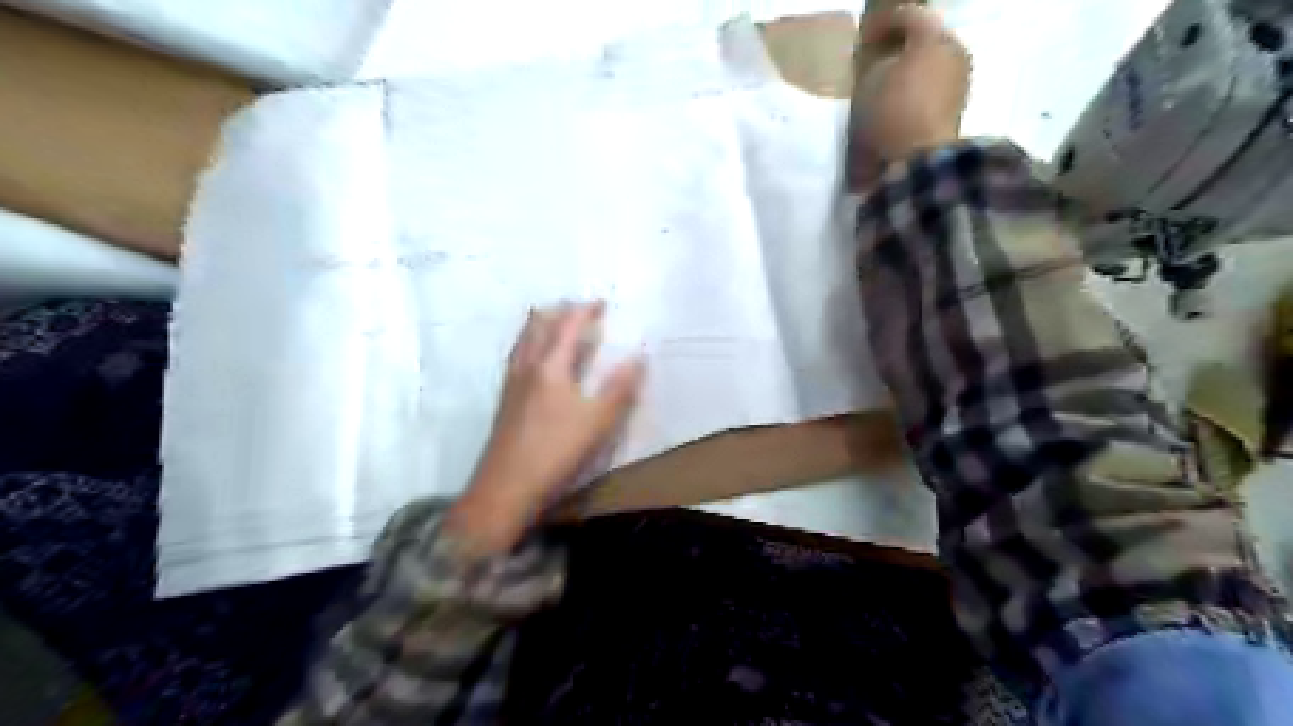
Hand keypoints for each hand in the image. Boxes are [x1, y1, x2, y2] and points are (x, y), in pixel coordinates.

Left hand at [447, 301, 643, 554]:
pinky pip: (515, 359)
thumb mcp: (599, 422)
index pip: (567, 327)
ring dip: (537, 325)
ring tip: (547, 320)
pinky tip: (529, 361)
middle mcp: (527, 368)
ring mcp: (511, 385)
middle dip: (557, 312)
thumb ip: (620, 388)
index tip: (600, 302)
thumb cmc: (556, 452)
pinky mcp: (504, 403)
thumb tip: (639, 356)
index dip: (584, 311)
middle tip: (573, 307)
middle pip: (537, 328)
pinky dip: (526, 346)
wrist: (506, 489)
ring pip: (522, 343)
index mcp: (550, 367)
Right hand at [856, 2, 969, 162]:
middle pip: (925, 40)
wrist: (919, 159)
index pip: (908, 15)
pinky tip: (899, 107)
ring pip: (932, 65)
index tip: (863, 39)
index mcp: (933, 36)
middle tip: (876, 60)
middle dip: (901, 49)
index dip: (882, 24)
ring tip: (887, 88)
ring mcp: (961, 80)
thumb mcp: (869, 83)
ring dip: (910, 73)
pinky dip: (917, 93)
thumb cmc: (890, 113)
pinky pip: (934, 90)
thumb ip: (877, 64)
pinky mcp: (958, 108)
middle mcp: (954, 50)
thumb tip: (885, 63)